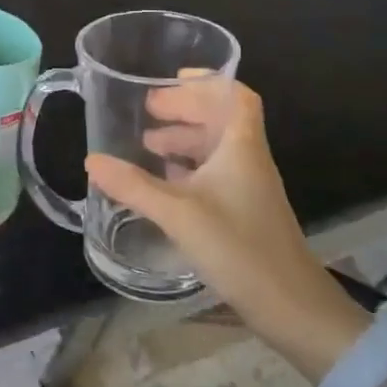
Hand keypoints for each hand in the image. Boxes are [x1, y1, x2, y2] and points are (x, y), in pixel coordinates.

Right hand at [85, 80, 365, 373]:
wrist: (293, 309)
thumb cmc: (240, 248)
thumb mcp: (179, 214)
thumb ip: (134, 186)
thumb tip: (92, 160)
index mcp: (241, 148)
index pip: (236, 96)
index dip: (208, 81)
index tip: (173, 77)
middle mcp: (248, 161)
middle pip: (221, 119)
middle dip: (185, 109)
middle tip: (148, 111)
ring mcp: (248, 189)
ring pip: (216, 148)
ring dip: (185, 139)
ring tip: (148, 145)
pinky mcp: (245, 214)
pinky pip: (215, 175)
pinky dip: (189, 169)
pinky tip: (163, 182)